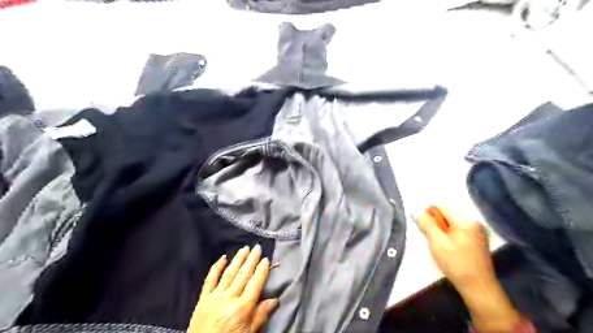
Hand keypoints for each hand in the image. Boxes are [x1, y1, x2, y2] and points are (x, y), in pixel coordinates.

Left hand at [187, 244, 277, 332]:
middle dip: (251, 260)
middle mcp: (229, 299)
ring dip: (238, 259)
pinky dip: (216, 267)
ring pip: (229, 273)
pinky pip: (210, 279)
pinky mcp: (202, 299)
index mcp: (242, 309)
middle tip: (257, 247)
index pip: (255, 284)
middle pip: (243, 275)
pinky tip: (222, 258)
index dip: (261, 271)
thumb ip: (260, 316)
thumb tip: (275, 300)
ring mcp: (214, 297)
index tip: (266, 259)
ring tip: (245, 248)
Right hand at [416, 206, 496, 289]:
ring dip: (441, 230)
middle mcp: (474, 222)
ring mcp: (478, 232)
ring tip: (438, 244)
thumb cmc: (456, 264)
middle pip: (447, 214)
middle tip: (430, 238)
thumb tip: (415, 210)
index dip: (428, 214)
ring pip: (452, 223)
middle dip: (435, 223)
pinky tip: (447, 248)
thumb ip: (426, 224)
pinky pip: (458, 231)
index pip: (441, 207)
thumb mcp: (437, 242)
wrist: (478, 288)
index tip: (422, 227)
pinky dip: (449, 235)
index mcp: (465, 220)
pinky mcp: (477, 241)